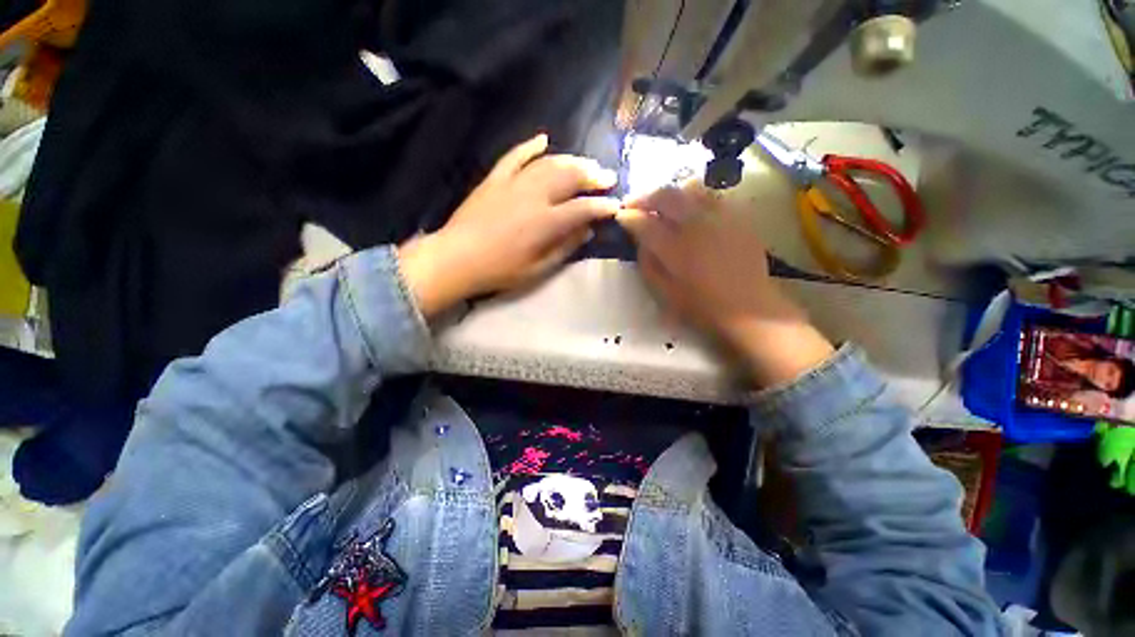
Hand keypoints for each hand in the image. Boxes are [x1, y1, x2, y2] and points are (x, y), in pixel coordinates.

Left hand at [398, 134, 619, 316]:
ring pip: (549, 163)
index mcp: (546, 222)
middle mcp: (534, 196)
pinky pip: (515, 155)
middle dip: (593, 176)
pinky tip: (544, 139)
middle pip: (570, 177)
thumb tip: (586, 231)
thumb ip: (564, 248)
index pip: (583, 208)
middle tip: (607, 177)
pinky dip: (530, 146)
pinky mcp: (495, 178)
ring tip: (586, 164)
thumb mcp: (538, 269)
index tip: (616, 205)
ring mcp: (513, 183)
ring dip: (571, 161)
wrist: (457, 258)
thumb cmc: (500, 270)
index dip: (603, 206)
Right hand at [617, 183, 833, 386]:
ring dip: (670, 193)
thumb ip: (648, 263)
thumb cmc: (701, 306)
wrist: (749, 309)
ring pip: (690, 188)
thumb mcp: (664, 292)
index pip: (643, 222)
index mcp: (674, 248)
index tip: (620, 216)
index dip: (628, 217)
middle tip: (634, 203)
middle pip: (665, 195)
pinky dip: (695, 197)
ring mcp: (720, 217)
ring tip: (662, 203)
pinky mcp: (738, 217)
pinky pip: (713, 196)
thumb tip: (640, 240)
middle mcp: (696, 225)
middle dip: (644, 196)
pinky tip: (691, 210)